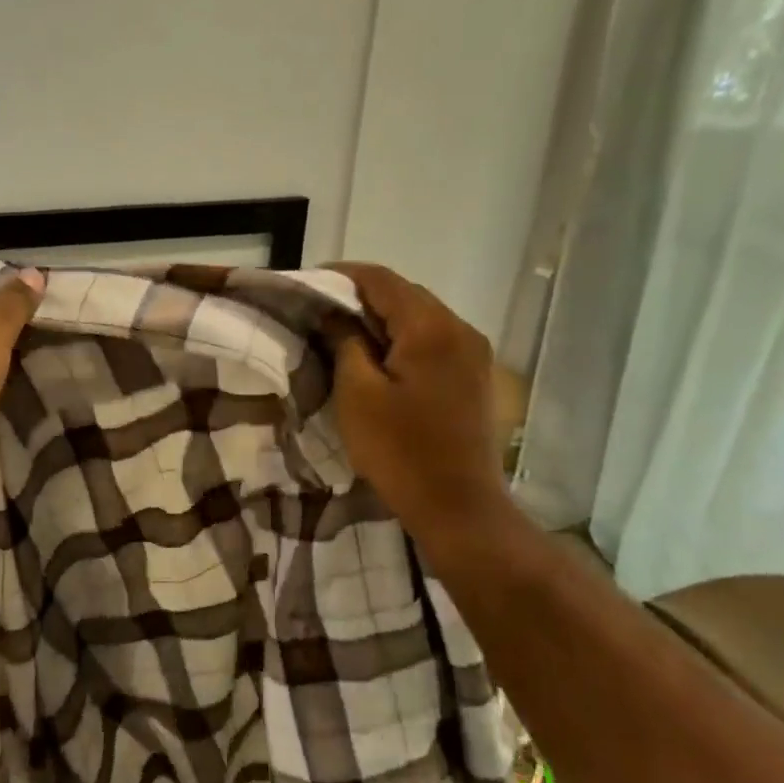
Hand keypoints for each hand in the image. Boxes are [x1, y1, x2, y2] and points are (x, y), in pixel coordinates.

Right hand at [324, 263, 515, 541]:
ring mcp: (473, 353)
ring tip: (345, 335)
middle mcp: (460, 329)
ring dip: (383, 319)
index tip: (308, 284)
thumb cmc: (400, 450)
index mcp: (431, 328)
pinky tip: (380, 359)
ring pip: (421, 317)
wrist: (459, 506)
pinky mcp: (475, 376)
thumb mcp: (357, 393)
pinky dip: (404, 339)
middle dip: (362, 297)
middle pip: (405, 294)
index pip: (381, 280)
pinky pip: (434, 340)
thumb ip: (345, 342)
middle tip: (322, 312)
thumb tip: (335, 314)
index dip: (342, 275)